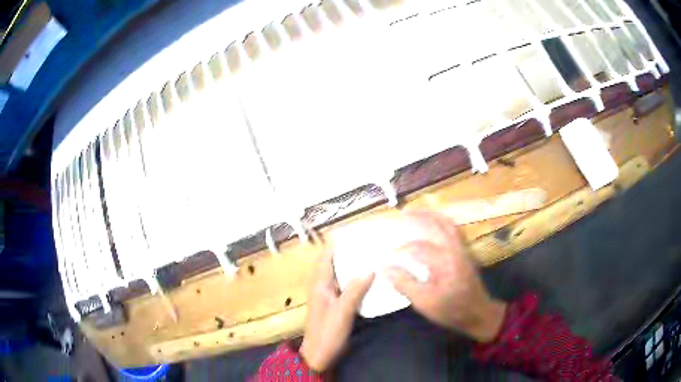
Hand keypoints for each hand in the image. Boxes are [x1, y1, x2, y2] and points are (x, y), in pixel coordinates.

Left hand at [300, 251, 373, 371]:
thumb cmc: (327, 333)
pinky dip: (355, 279)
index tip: (356, 233)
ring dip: (353, 265)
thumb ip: (354, 291)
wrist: (318, 355)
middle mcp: (322, 286)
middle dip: (349, 252)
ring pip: (341, 274)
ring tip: (373, 256)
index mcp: (319, 284)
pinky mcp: (335, 304)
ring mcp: (328, 296)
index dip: (337, 243)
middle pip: (334, 263)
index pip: (326, 256)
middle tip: (371, 243)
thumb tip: (370, 268)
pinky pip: (345, 286)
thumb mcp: (341, 312)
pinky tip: (370, 279)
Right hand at [385, 211, 505, 342]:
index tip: (387, 256)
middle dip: (419, 216)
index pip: (418, 248)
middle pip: (437, 224)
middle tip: (402, 213)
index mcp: (444, 261)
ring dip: (432, 215)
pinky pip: (453, 229)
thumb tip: (385, 268)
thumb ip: (405, 283)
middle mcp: (454, 249)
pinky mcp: (465, 251)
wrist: (477, 313)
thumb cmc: (450, 309)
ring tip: (417, 212)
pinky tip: (434, 224)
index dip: (400, 250)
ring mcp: (462, 248)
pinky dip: (442, 222)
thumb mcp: (424, 302)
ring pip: (447, 224)